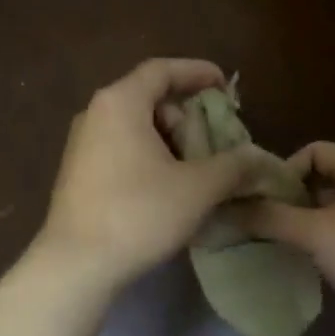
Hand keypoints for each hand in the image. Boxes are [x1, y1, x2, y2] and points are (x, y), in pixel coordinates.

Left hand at [36, 59, 272, 289]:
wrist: (76, 265)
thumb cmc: (139, 214)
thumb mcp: (198, 188)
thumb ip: (234, 166)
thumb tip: (258, 158)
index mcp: (121, 103)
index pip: (162, 70)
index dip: (197, 72)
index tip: (225, 85)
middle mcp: (96, 115)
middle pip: (150, 100)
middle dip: (187, 118)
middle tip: (216, 143)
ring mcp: (82, 146)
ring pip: (136, 129)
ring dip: (171, 143)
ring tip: (197, 173)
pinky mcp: (78, 175)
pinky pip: (122, 151)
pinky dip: (151, 159)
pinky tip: (169, 191)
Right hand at [230, 141, 334, 335]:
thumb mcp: (314, 233)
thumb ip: (270, 218)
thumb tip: (226, 208)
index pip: (313, 150)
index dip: (284, 171)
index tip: (264, 202)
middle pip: (322, 179)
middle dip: (291, 199)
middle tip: (264, 224)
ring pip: (333, 208)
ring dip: (305, 223)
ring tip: (280, 244)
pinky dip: (325, 241)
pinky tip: (309, 262)